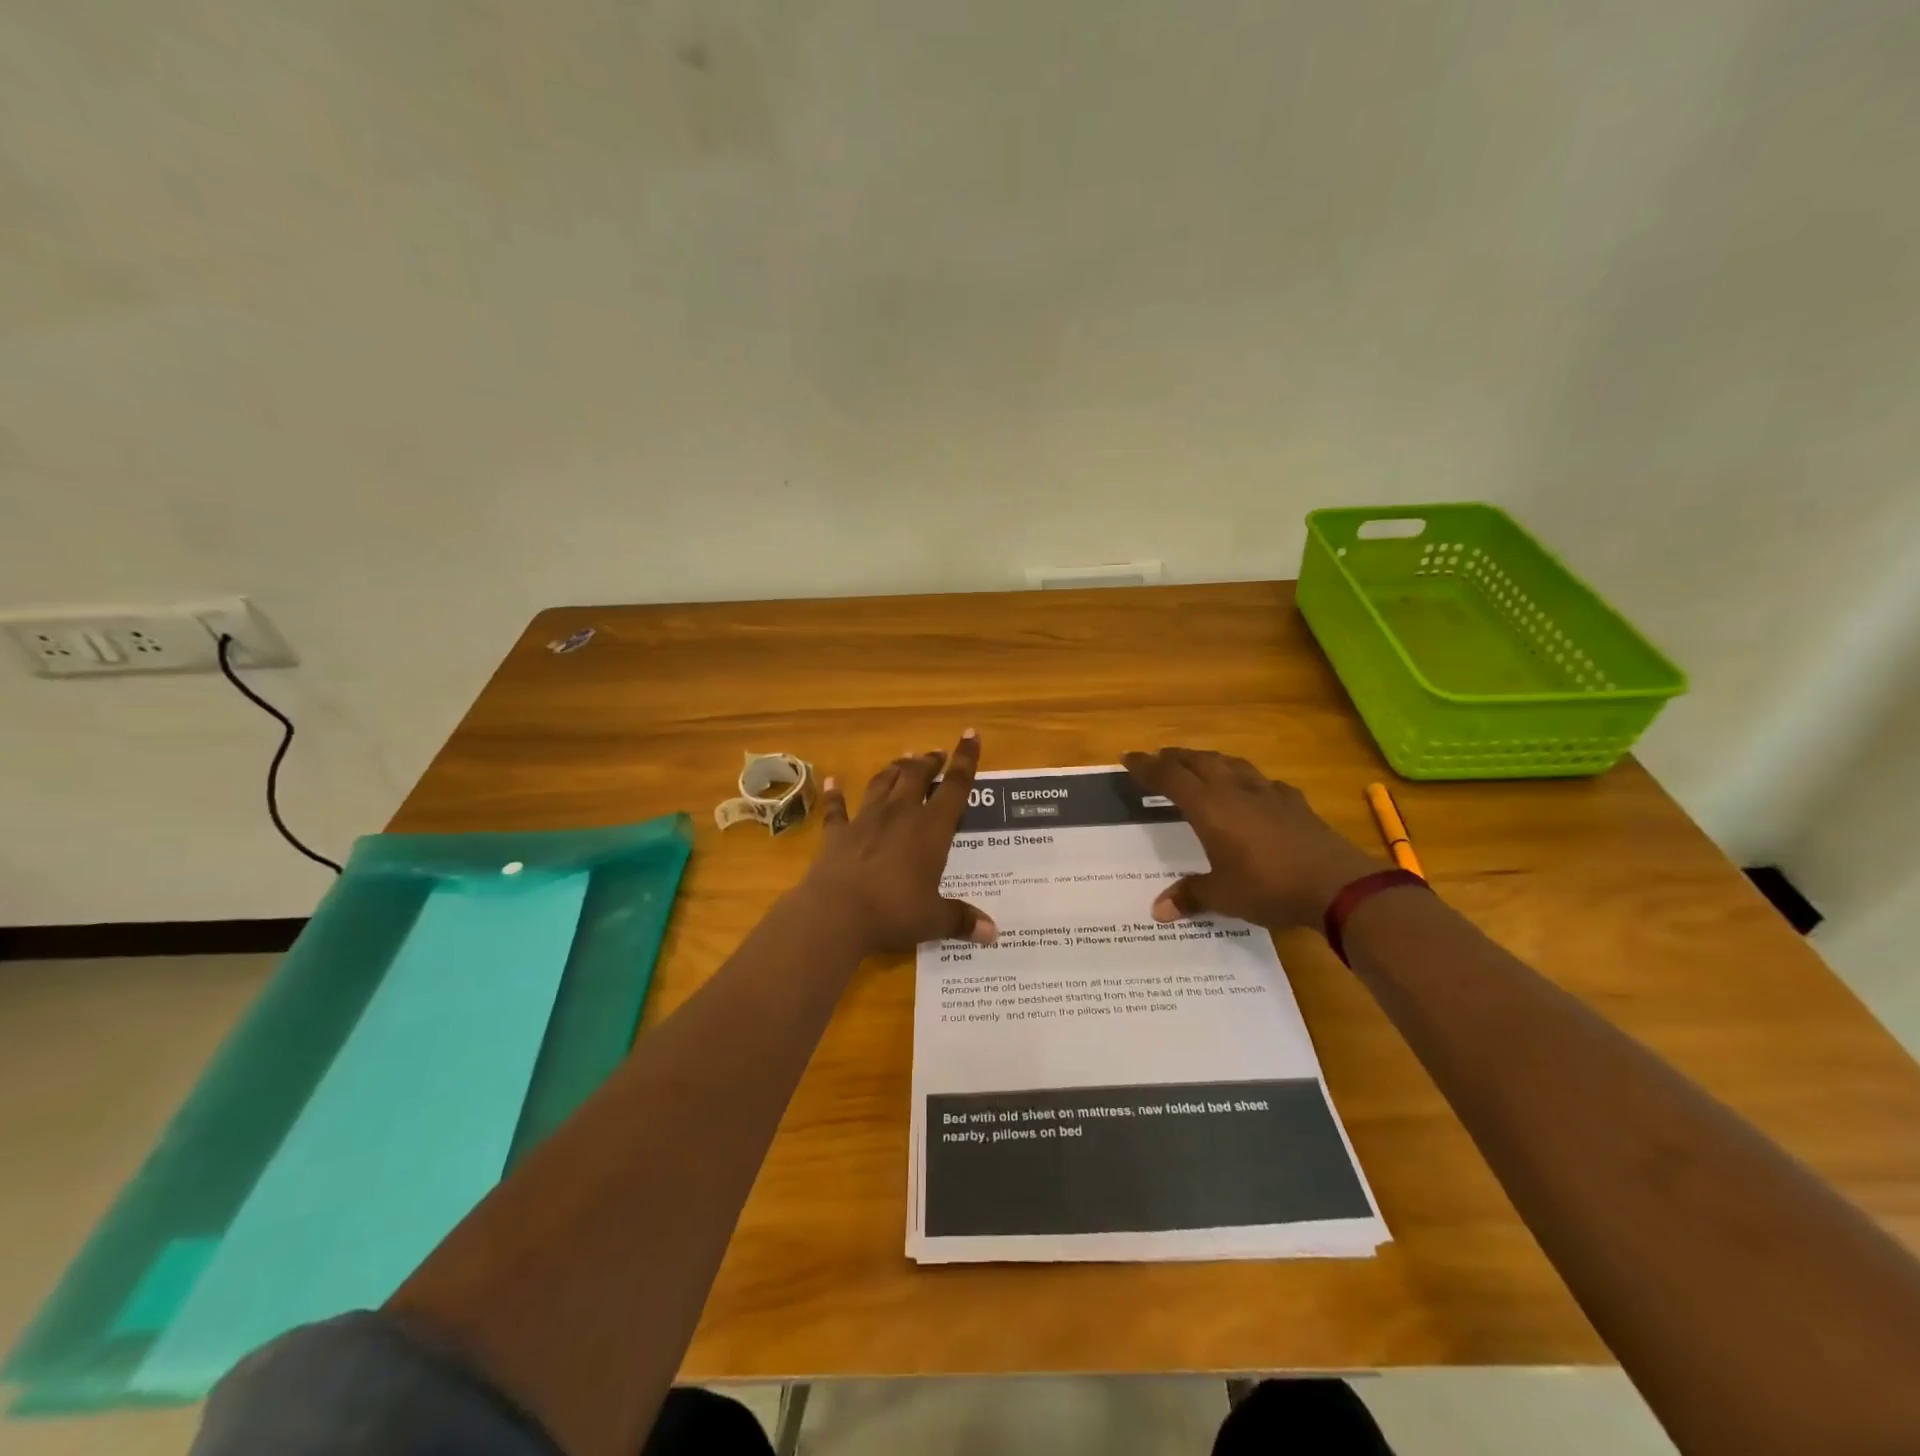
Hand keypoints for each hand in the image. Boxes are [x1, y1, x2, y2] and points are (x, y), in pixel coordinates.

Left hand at [802, 731, 996, 954]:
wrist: (836, 913)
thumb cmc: (894, 912)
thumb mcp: (934, 920)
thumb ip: (961, 920)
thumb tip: (993, 933)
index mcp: (931, 829)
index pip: (955, 786)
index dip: (966, 759)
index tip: (970, 735)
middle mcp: (900, 814)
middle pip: (916, 776)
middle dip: (929, 762)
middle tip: (936, 755)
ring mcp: (866, 819)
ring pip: (883, 783)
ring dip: (894, 770)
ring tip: (903, 760)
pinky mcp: (837, 833)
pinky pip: (837, 808)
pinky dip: (835, 794)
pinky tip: (833, 781)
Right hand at [1122, 747, 1380, 931]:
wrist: (1336, 884)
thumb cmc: (1268, 886)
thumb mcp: (1223, 896)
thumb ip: (1190, 896)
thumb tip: (1158, 910)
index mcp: (1209, 808)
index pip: (1170, 777)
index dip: (1147, 766)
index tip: (1129, 757)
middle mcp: (1234, 791)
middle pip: (1199, 761)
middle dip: (1175, 757)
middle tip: (1159, 758)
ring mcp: (1268, 793)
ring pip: (1231, 764)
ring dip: (1210, 761)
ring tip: (1200, 765)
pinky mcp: (1295, 803)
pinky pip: (1264, 782)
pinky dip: (1248, 780)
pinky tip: (1253, 791)